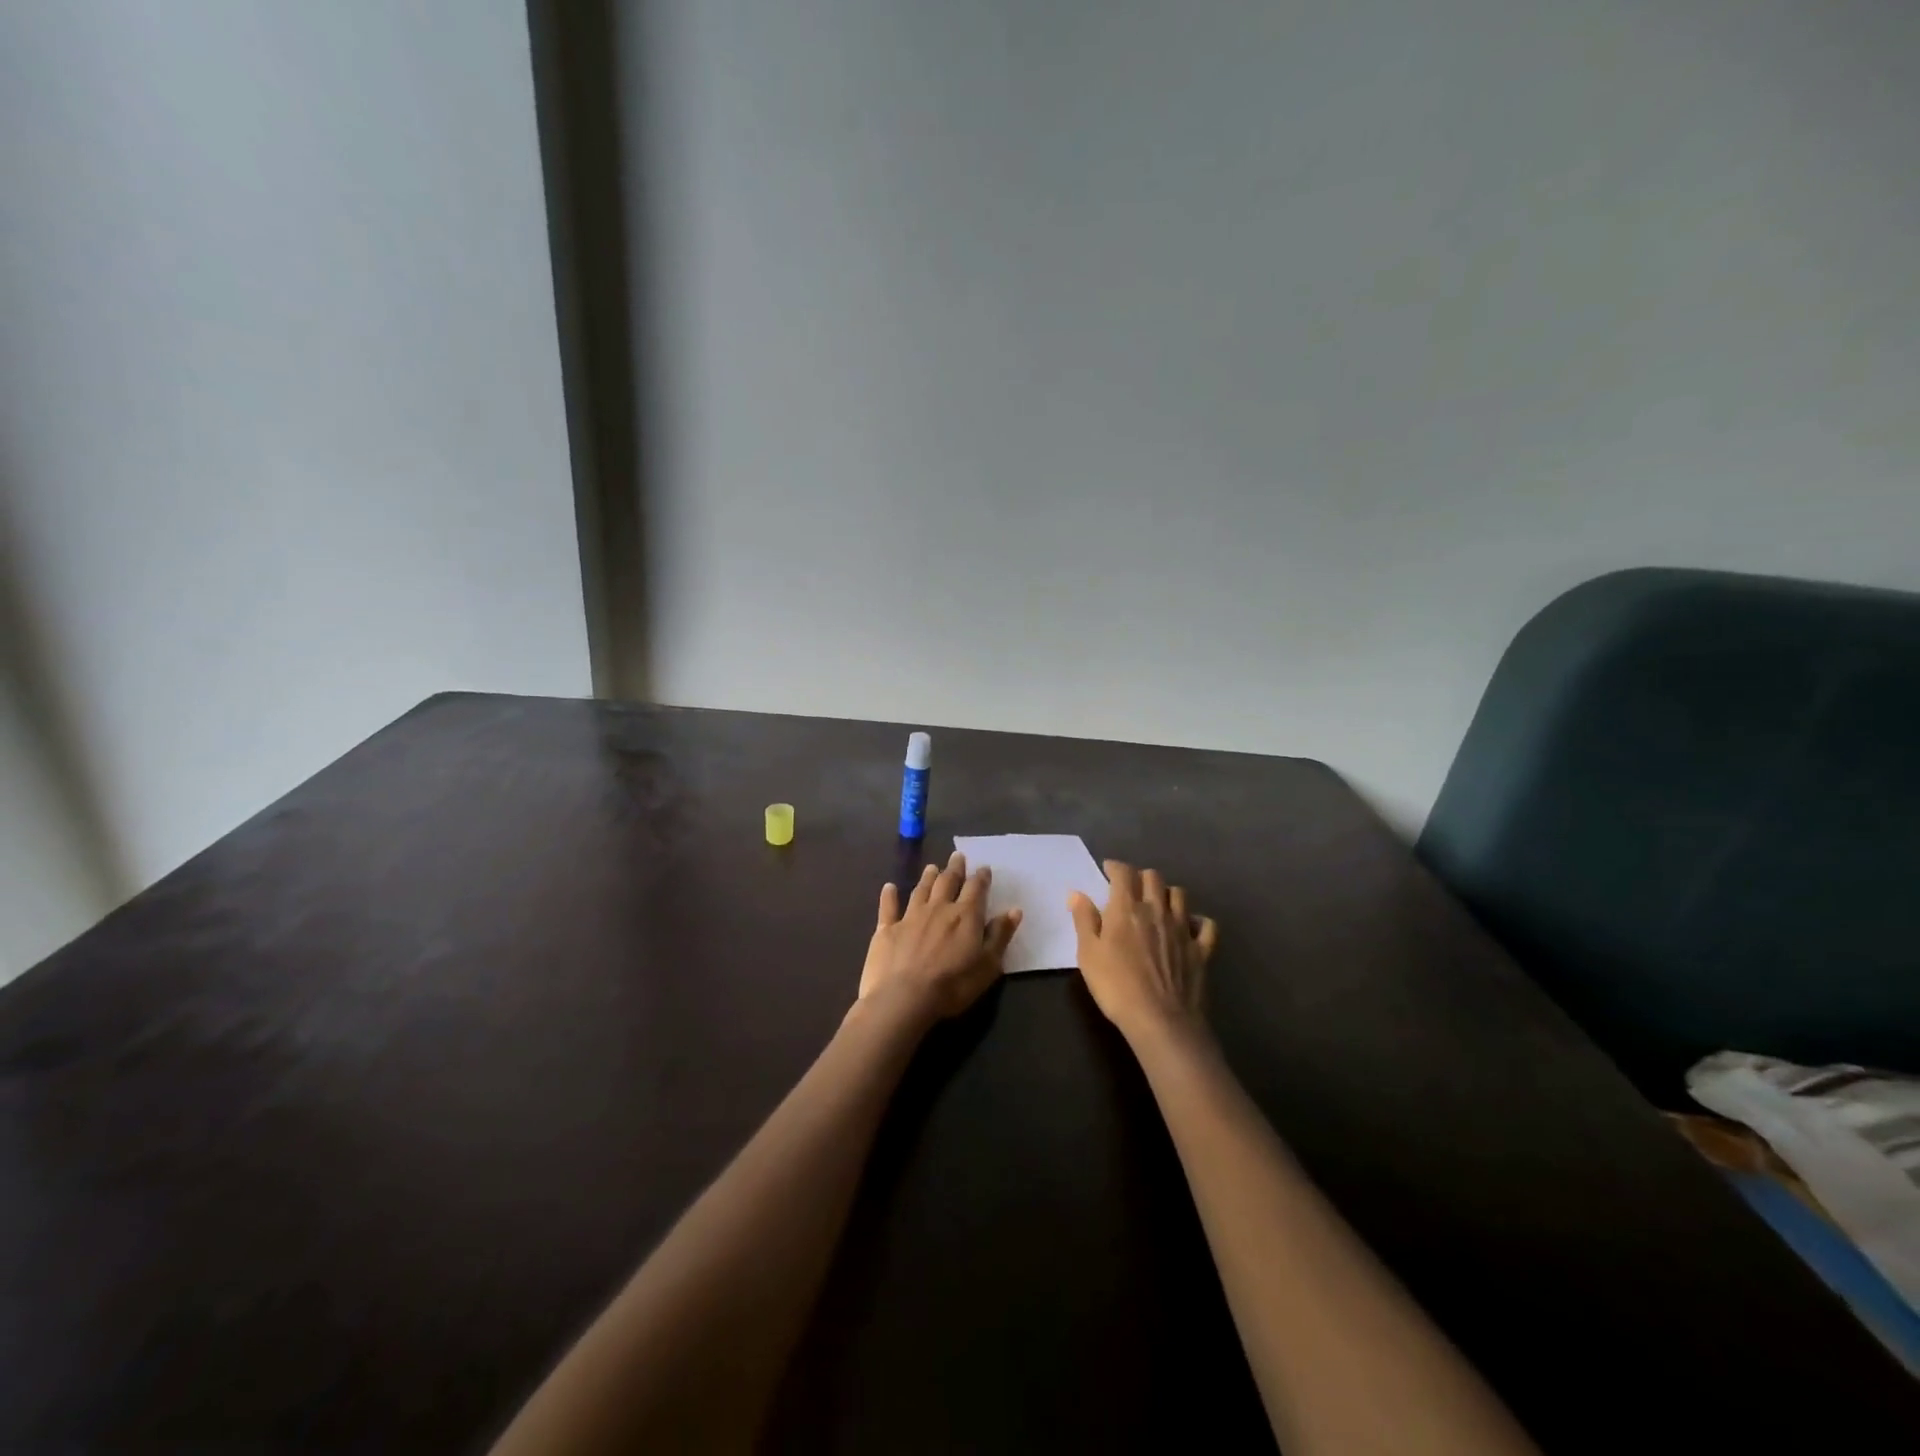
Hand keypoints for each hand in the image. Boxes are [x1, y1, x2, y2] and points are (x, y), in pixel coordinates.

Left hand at [859, 851, 1022, 1022]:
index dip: (981, 877)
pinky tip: (889, 887)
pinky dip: (889, 895)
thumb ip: (1000, 935)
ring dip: (927, 877)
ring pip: (921, 890)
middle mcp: (938, 908)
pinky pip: (888, 907)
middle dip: (954, 869)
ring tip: (932, 867)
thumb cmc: (953, 985)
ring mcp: (910, 916)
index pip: (976, 889)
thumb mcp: (988, 965)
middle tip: (957, 856)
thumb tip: (1014, 910)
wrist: (905, 997)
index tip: (984, 868)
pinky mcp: (887, 928)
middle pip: (947, 882)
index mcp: (965, 916)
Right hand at [1069, 860, 1218, 1042]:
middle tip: (1131, 888)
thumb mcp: (1088, 954)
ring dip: (1167, 893)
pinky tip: (1190, 927)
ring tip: (1158, 903)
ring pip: (1180, 894)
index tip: (1108, 870)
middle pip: (1153, 877)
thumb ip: (1084, 920)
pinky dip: (1198, 921)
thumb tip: (1076, 893)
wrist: (1161, 1021)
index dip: (1115, 867)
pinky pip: (1206, 925)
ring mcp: (1182, 928)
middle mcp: (1157, 910)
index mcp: (1126, 908)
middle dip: (1141, 877)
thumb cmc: (1116, 987)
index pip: (1123, 873)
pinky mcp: (1201, 949)